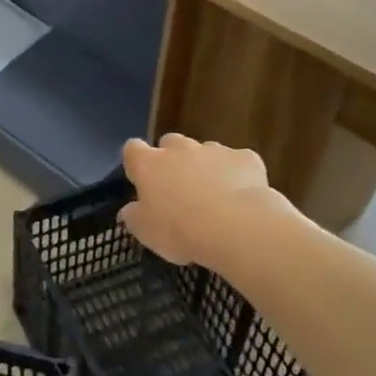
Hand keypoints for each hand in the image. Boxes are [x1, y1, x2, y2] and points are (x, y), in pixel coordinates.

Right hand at [119, 135, 281, 269]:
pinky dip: (237, 175)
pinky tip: (242, 197)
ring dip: (205, 167)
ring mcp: (215, 150)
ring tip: (214, 197)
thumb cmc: (180, 230)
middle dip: (173, 160)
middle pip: (170, 143)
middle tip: (178, 189)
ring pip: (205, 152)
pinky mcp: (245, 158)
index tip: (140, 180)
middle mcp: (180, 149)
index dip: (136, 162)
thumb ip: (134, 216)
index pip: (132, 149)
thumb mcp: (146, 232)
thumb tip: (129, 209)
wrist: (235, 227)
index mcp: (149, 164)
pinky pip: (238, 163)